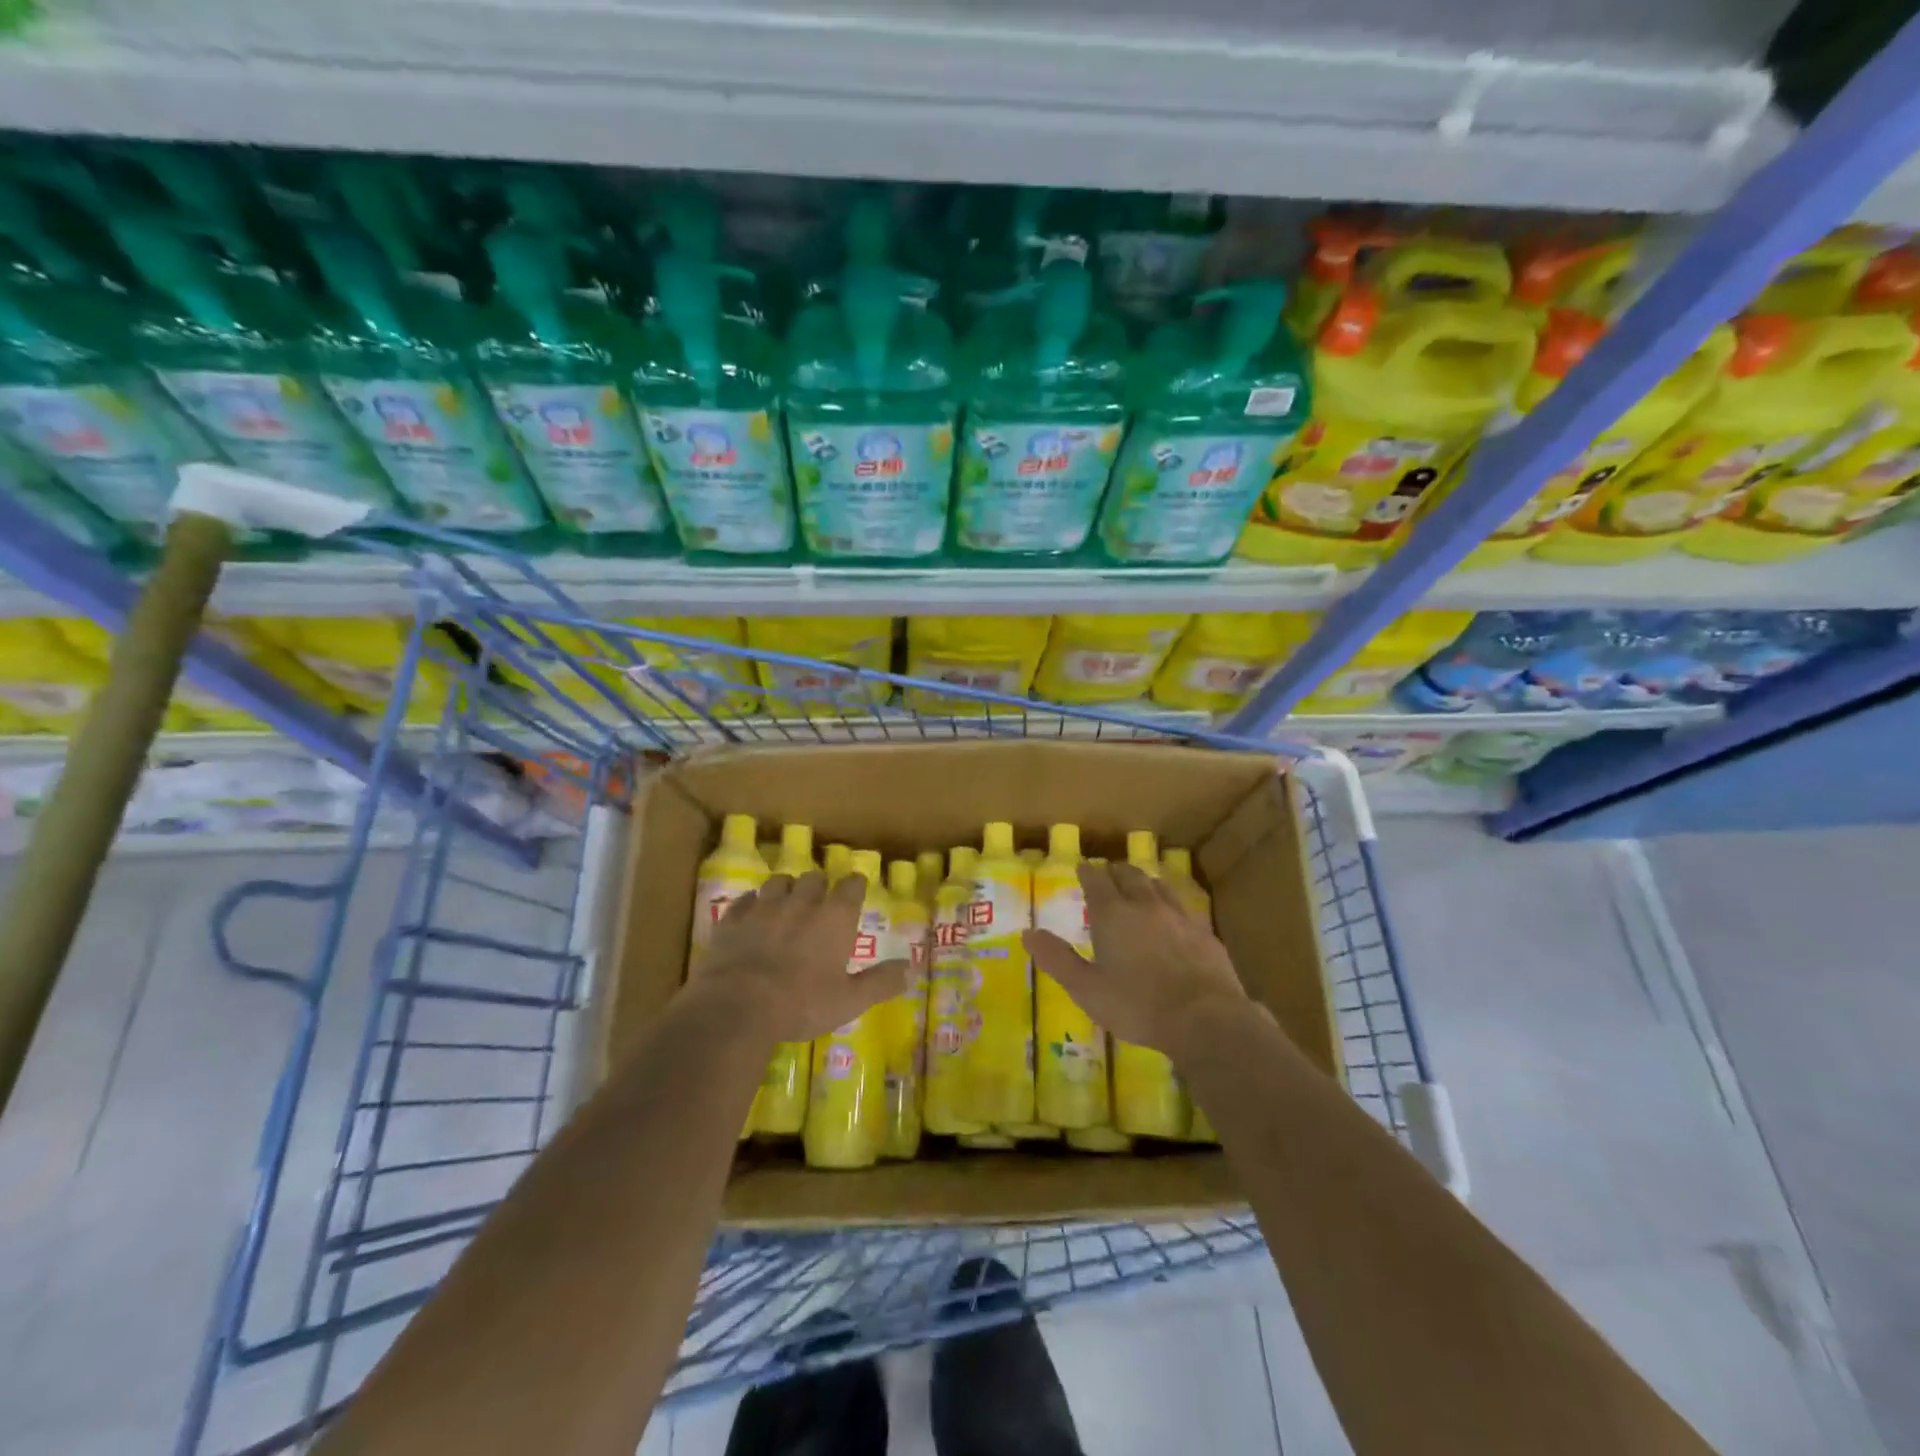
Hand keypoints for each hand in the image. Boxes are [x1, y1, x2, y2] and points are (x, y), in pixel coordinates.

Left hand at [696, 871, 909, 1042]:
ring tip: (787, 903)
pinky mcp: (733, 919)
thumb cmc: (802, 1004)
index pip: (851, 885)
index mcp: (834, 917)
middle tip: (820, 903)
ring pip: (778, 882)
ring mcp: (764, 907)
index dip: (855, 885)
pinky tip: (752, 914)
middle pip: (814, 878)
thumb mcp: (850, 1001)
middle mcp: (802, 902)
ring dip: (786, 889)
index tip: (856, 890)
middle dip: (819, 886)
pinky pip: (745, 900)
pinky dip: (751, 904)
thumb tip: (912, 969)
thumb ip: (881, 982)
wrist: (737, 1007)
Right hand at [1023, 861, 1246, 1062]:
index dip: (1087, 872)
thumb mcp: (1086, 988)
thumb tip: (1027, 932)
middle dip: (1115, 872)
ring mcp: (1179, 916)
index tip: (1082, 868)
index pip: (1097, 880)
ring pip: (1158, 885)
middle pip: (1129, 875)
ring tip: (1139, 886)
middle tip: (1108, 874)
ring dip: (1144, 882)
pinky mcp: (1204, 932)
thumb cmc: (1137, 1005)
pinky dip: (1170, 903)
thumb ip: (1057, 959)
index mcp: (1113, 914)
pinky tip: (1173, 916)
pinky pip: (1183, 906)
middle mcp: (1146, 905)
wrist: (1204, 1018)